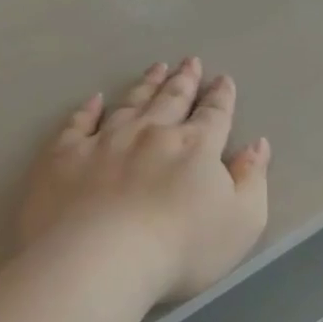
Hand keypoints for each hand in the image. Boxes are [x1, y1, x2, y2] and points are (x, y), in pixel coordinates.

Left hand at [19, 57, 270, 304]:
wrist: (100, 260)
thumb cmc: (181, 249)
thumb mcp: (241, 222)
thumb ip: (252, 180)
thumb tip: (257, 145)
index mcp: (196, 148)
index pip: (214, 115)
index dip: (221, 97)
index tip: (222, 80)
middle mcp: (151, 133)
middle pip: (171, 100)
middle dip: (184, 80)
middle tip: (190, 61)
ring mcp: (104, 141)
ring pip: (130, 103)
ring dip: (146, 85)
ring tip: (156, 68)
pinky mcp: (65, 156)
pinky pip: (78, 123)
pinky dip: (88, 109)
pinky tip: (94, 99)